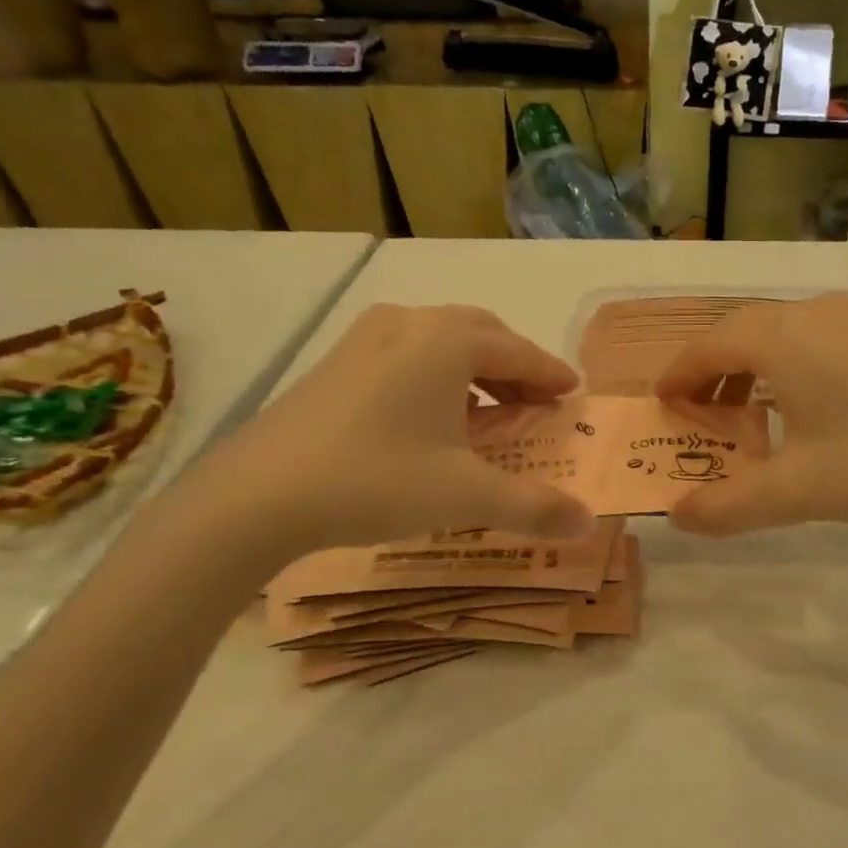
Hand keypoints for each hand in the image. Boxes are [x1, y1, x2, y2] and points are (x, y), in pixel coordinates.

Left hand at [181, 304, 594, 558]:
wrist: (258, 494)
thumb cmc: (376, 480)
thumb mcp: (466, 497)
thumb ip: (534, 506)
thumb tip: (589, 523)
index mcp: (447, 342)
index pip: (518, 351)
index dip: (550, 373)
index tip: (573, 392)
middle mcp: (409, 324)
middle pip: (481, 334)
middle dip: (516, 365)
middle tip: (537, 400)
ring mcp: (366, 339)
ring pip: (440, 340)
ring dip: (475, 369)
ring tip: (490, 409)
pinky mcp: (337, 361)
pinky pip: (407, 354)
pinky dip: (437, 375)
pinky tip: (433, 416)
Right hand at [655, 293, 847, 535]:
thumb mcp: (798, 492)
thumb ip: (729, 506)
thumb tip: (677, 518)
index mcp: (783, 338)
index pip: (709, 344)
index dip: (679, 373)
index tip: (662, 401)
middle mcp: (816, 314)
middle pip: (743, 331)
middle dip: (712, 370)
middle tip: (700, 412)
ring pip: (783, 333)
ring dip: (753, 368)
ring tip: (748, 414)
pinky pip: (818, 340)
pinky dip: (791, 367)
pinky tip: (808, 409)